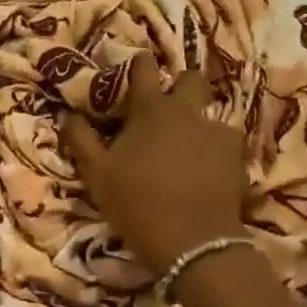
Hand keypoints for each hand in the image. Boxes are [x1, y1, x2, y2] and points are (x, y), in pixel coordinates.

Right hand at [60, 53, 248, 274]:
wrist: (192, 242)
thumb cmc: (137, 203)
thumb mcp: (97, 175)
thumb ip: (81, 139)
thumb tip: (68, 114)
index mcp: (151, 109)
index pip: (145, 67)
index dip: (140, 63)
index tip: (136, 67)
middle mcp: (187, 111)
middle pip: (191, 78)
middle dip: (181, 84)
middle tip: (168, 107)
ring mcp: (218, 132)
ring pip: (211, 113)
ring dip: (199, 123)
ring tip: (190, 147)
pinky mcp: (238, 157)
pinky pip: (226, 144)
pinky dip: (216, 151)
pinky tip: (209, 170)